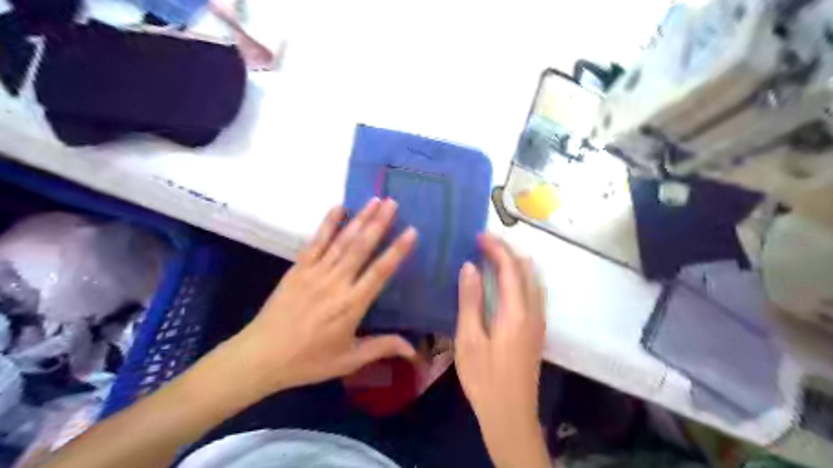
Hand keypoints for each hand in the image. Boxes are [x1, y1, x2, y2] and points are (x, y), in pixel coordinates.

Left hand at [223, 199, 415, 400]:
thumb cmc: (308, 360)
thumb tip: (414, 350)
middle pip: (361, 247)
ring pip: (342, 241)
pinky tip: (339, 207)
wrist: (261, 356)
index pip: (380, 272)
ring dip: (360, 219)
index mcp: (351, 304)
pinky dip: (328, 224)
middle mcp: (336, 282)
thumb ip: (382, 347)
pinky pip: (316, 242)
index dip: (397, 251)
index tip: (412, 231)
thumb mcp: (348, 359)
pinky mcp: (298, 268)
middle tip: (393, 202)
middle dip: (379, 223)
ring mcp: (315, 272)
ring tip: (375, 200)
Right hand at [453, 234, 551, 467]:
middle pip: (525, 270)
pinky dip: (521, 278)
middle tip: (484, 243)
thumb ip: (470, 301)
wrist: (510, 415)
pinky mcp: (537, 331)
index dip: (496, 248)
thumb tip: (470, 267)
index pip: (510, 268)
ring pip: (533, 280)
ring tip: (495, 256)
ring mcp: (538, 322)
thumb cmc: (484, 378)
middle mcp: (533, 311)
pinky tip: (508, 282)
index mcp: (516, 312)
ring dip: (516, 263)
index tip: (479, 236)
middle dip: (507, 251)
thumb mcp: (469, 339)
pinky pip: (533, 292)